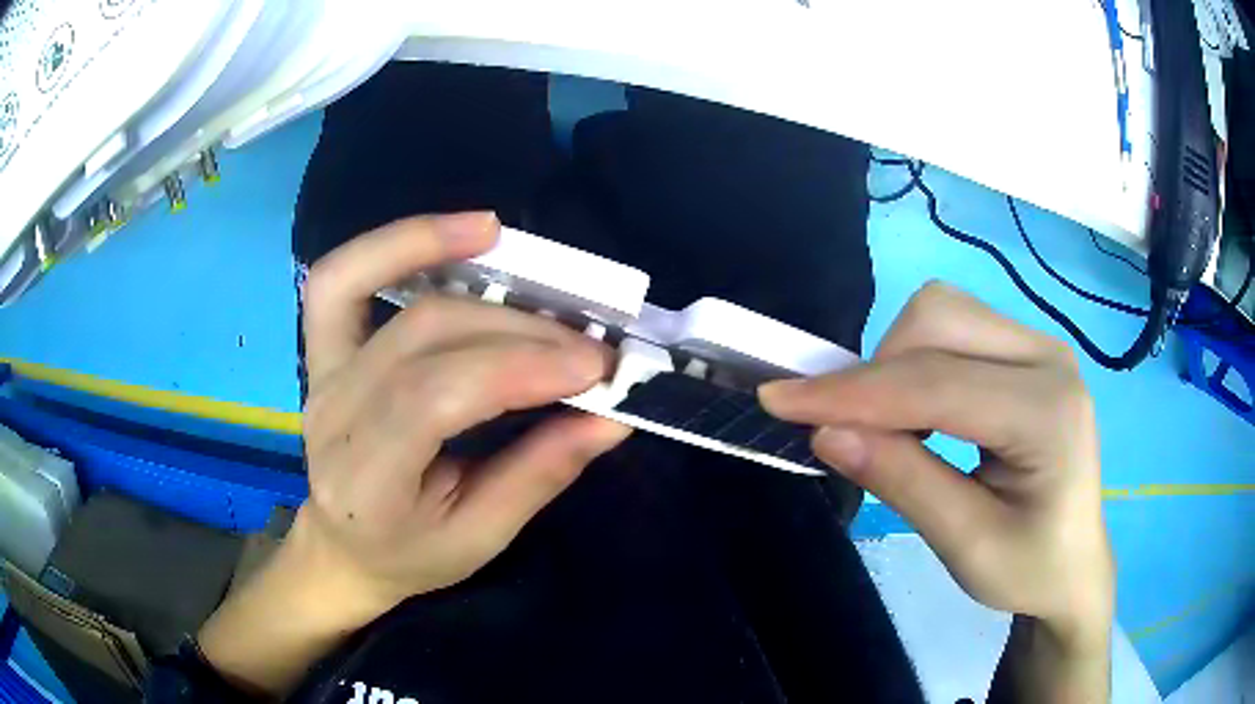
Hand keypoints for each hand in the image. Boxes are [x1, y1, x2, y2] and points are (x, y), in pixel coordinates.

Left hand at [297, 211, 630, 612]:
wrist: (345, 547)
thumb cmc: (412, 553)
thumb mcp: (481, 537)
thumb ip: (539, 473)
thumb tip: (611, 416)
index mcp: (366, 481)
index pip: (434, 400)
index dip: (517, 369)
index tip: (595, 368)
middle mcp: (332, 415)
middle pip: (420, 335)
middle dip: (516, 330)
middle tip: (589, 343)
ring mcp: (320, 374)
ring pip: (368, 286)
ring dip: (438, 250)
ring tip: (504, 238)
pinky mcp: (322, 350)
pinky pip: (340, 278)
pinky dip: (392, 245)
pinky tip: (452, 233)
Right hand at [760, 282, 1112, 645]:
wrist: (1074, 565)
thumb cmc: (1029, 568)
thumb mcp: (966, 546)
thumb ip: (902, 483)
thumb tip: (825, 433)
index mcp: (1048, 412)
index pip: (937, 383)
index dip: (853, 392)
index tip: (779, 400)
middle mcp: (1048, 357)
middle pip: (939, 319)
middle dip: (877, 371)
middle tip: (848, 432)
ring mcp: (1039, 345)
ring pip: (943, 312)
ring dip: (895, 363)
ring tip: (887, 427)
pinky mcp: (1024, 350)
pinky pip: (954, 328)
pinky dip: (915, 361)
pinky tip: (916, 411)